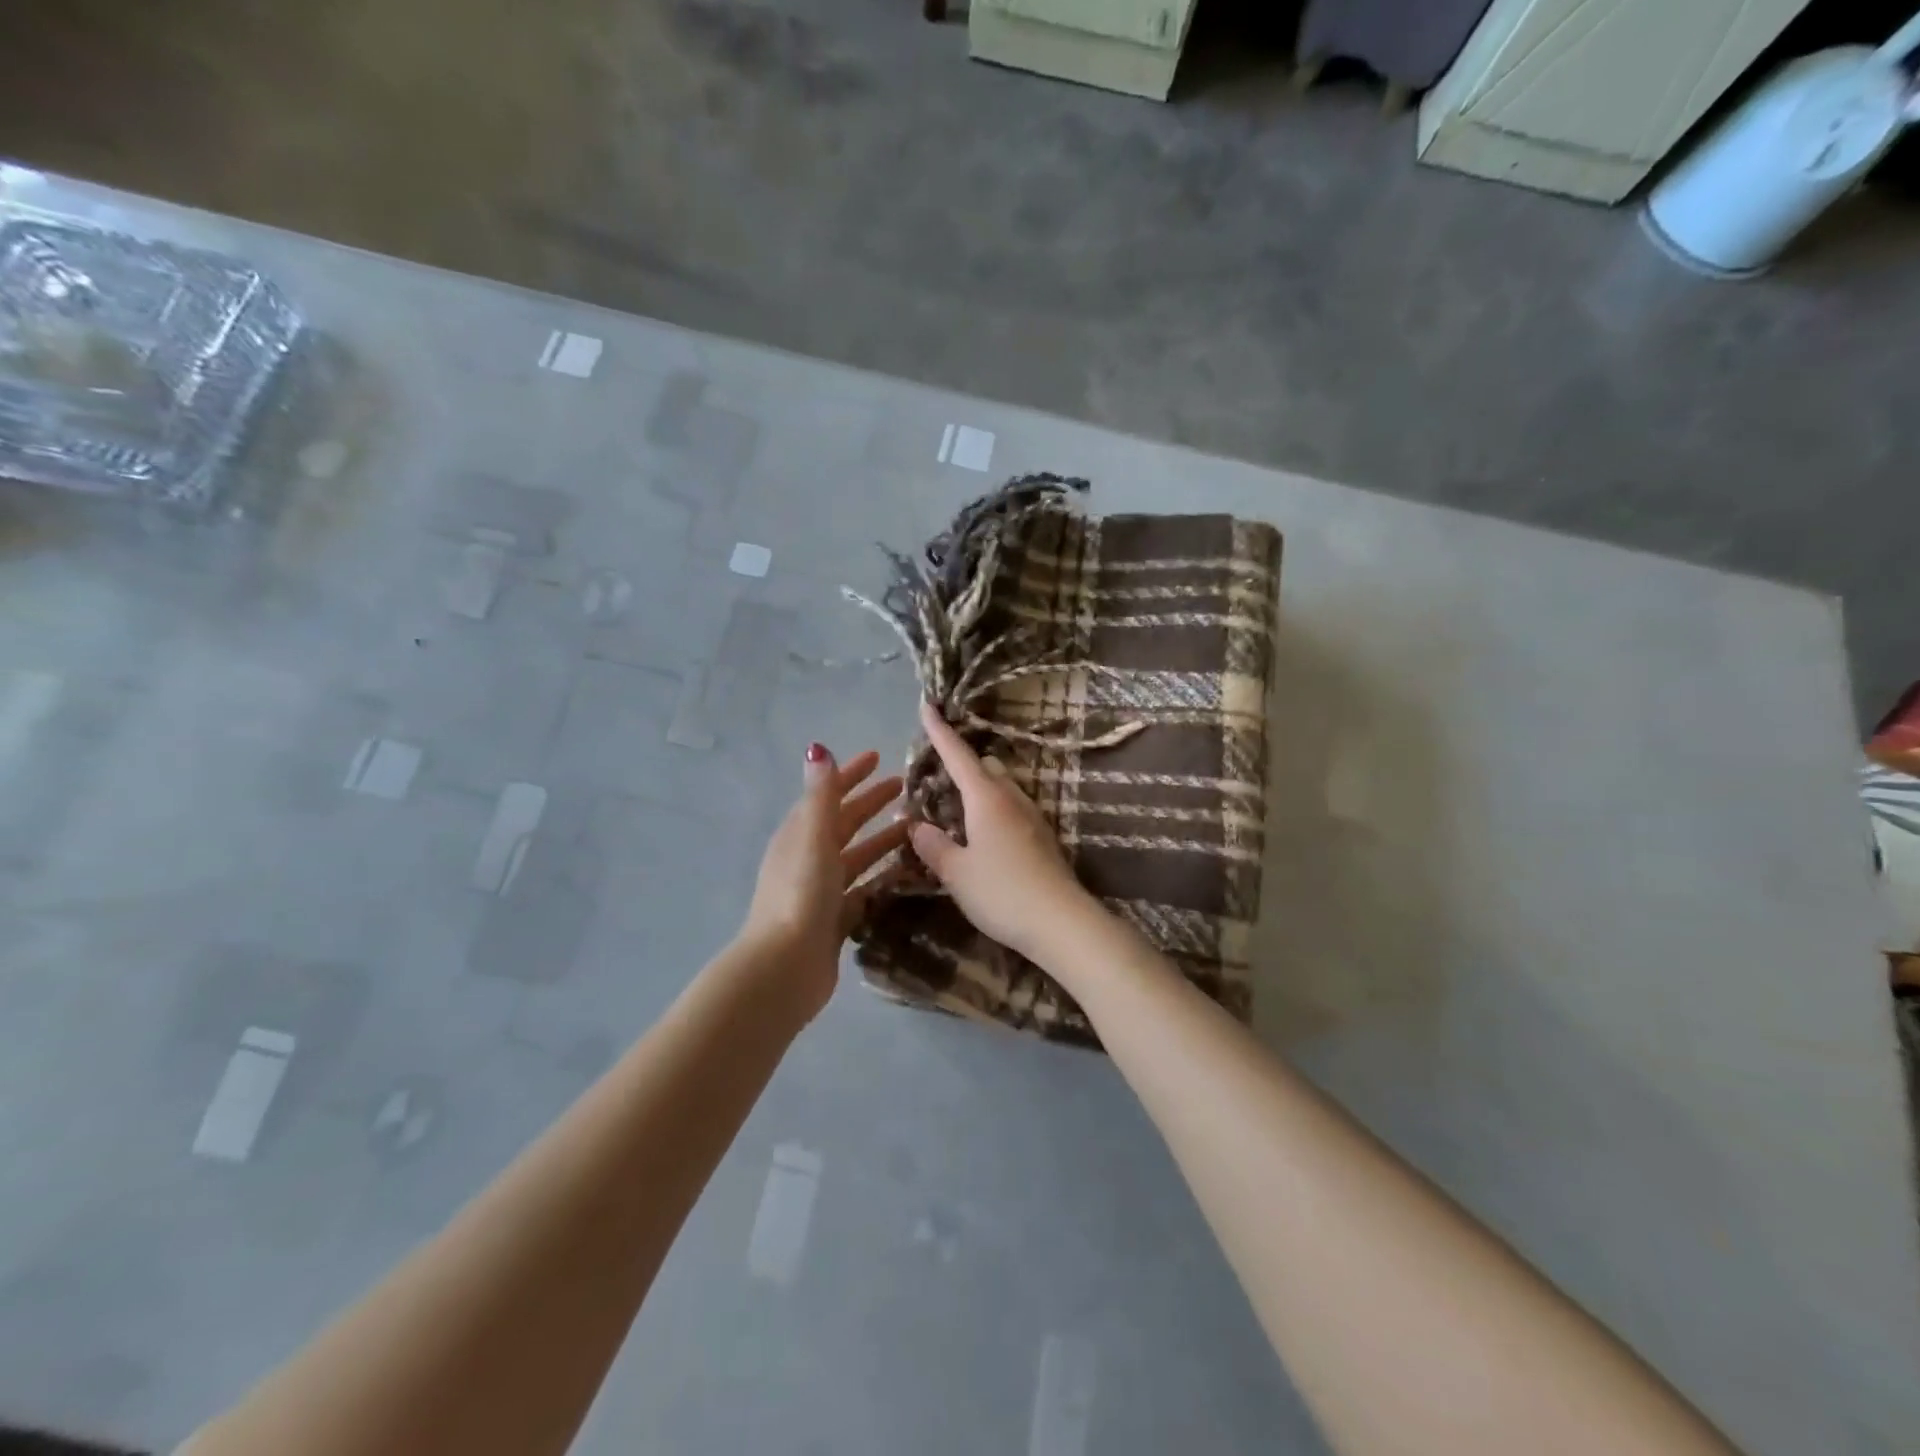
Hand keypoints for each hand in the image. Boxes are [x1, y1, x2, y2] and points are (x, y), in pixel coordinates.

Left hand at [742, 744, 908, 1018]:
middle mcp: (808, 859)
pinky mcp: (835, 920)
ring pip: (857, 857)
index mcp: (799, 835)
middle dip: (870, 803)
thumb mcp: (812, 835)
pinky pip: (865, 891)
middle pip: (843, 824)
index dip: (851, 774)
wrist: (786, 965)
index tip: (878, 757)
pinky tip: (908, 875)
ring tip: (916, 830)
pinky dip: (884, 879)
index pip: (827, 795)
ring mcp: (821, 891)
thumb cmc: (801, 892)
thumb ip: (821, 794)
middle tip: (905, 789)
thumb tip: (817, 749)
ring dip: (882, 841)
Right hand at [909, 699, 1096, 962]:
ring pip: (1001, 788)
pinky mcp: (1043, 837)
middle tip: (936, 779)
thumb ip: (932, 845)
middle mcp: (1012, 798)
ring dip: (979, 789)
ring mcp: (1032, 816)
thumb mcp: (956, 872)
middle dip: (961, 765)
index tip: (928, 706)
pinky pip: (1011, 809)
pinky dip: (992, 810)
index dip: (940, 731)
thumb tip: (915, 825)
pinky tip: (982, 835)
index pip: (958, 755)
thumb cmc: (1001, 892)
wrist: (1061, 921)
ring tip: (956, 810)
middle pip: (984, 767)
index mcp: (986, 798)